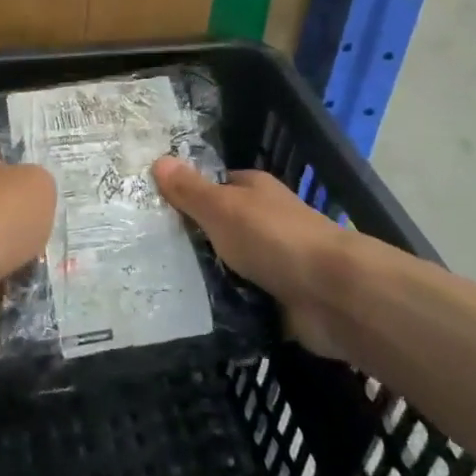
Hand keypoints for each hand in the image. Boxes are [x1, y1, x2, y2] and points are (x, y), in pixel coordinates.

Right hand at [153, 158, 349, 359]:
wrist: (333, 295)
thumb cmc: (274, 238)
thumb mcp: (223, 208)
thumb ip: (190, 190)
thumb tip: (159, 160)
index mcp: (254, 191)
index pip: (214, 186)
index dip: (185, 194)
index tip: (150, 210)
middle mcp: (265, 222)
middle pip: (219, 228)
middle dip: (189, 241)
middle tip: (142, 253)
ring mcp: (274, 263)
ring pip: (228, 267)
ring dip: (204, 277)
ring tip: (155, 287)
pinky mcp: (278, 300)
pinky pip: (240, 301)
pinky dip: (222, 307)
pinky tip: (188, 315)